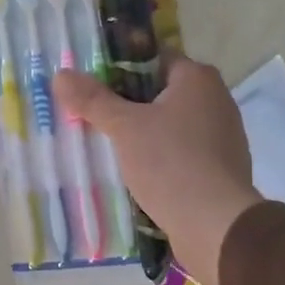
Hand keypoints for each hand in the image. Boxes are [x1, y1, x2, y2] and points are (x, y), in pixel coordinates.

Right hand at [54, 57, 261, 284]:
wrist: (216, 226)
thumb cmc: (171, 163)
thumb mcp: (124, 128)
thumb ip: (93, 100)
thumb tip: (62, 75)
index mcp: (198, 78)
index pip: (152, 58)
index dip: (119, 67)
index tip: (90, 83)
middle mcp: (216, 100)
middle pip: (159, 92)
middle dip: (126, 104)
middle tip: (90, 115)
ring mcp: (223, 136)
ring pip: (170, 125)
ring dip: (142, 133)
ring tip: (105, 146)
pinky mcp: (221, 169)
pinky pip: (181, 153)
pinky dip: (159, 158)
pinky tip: (134, 173)